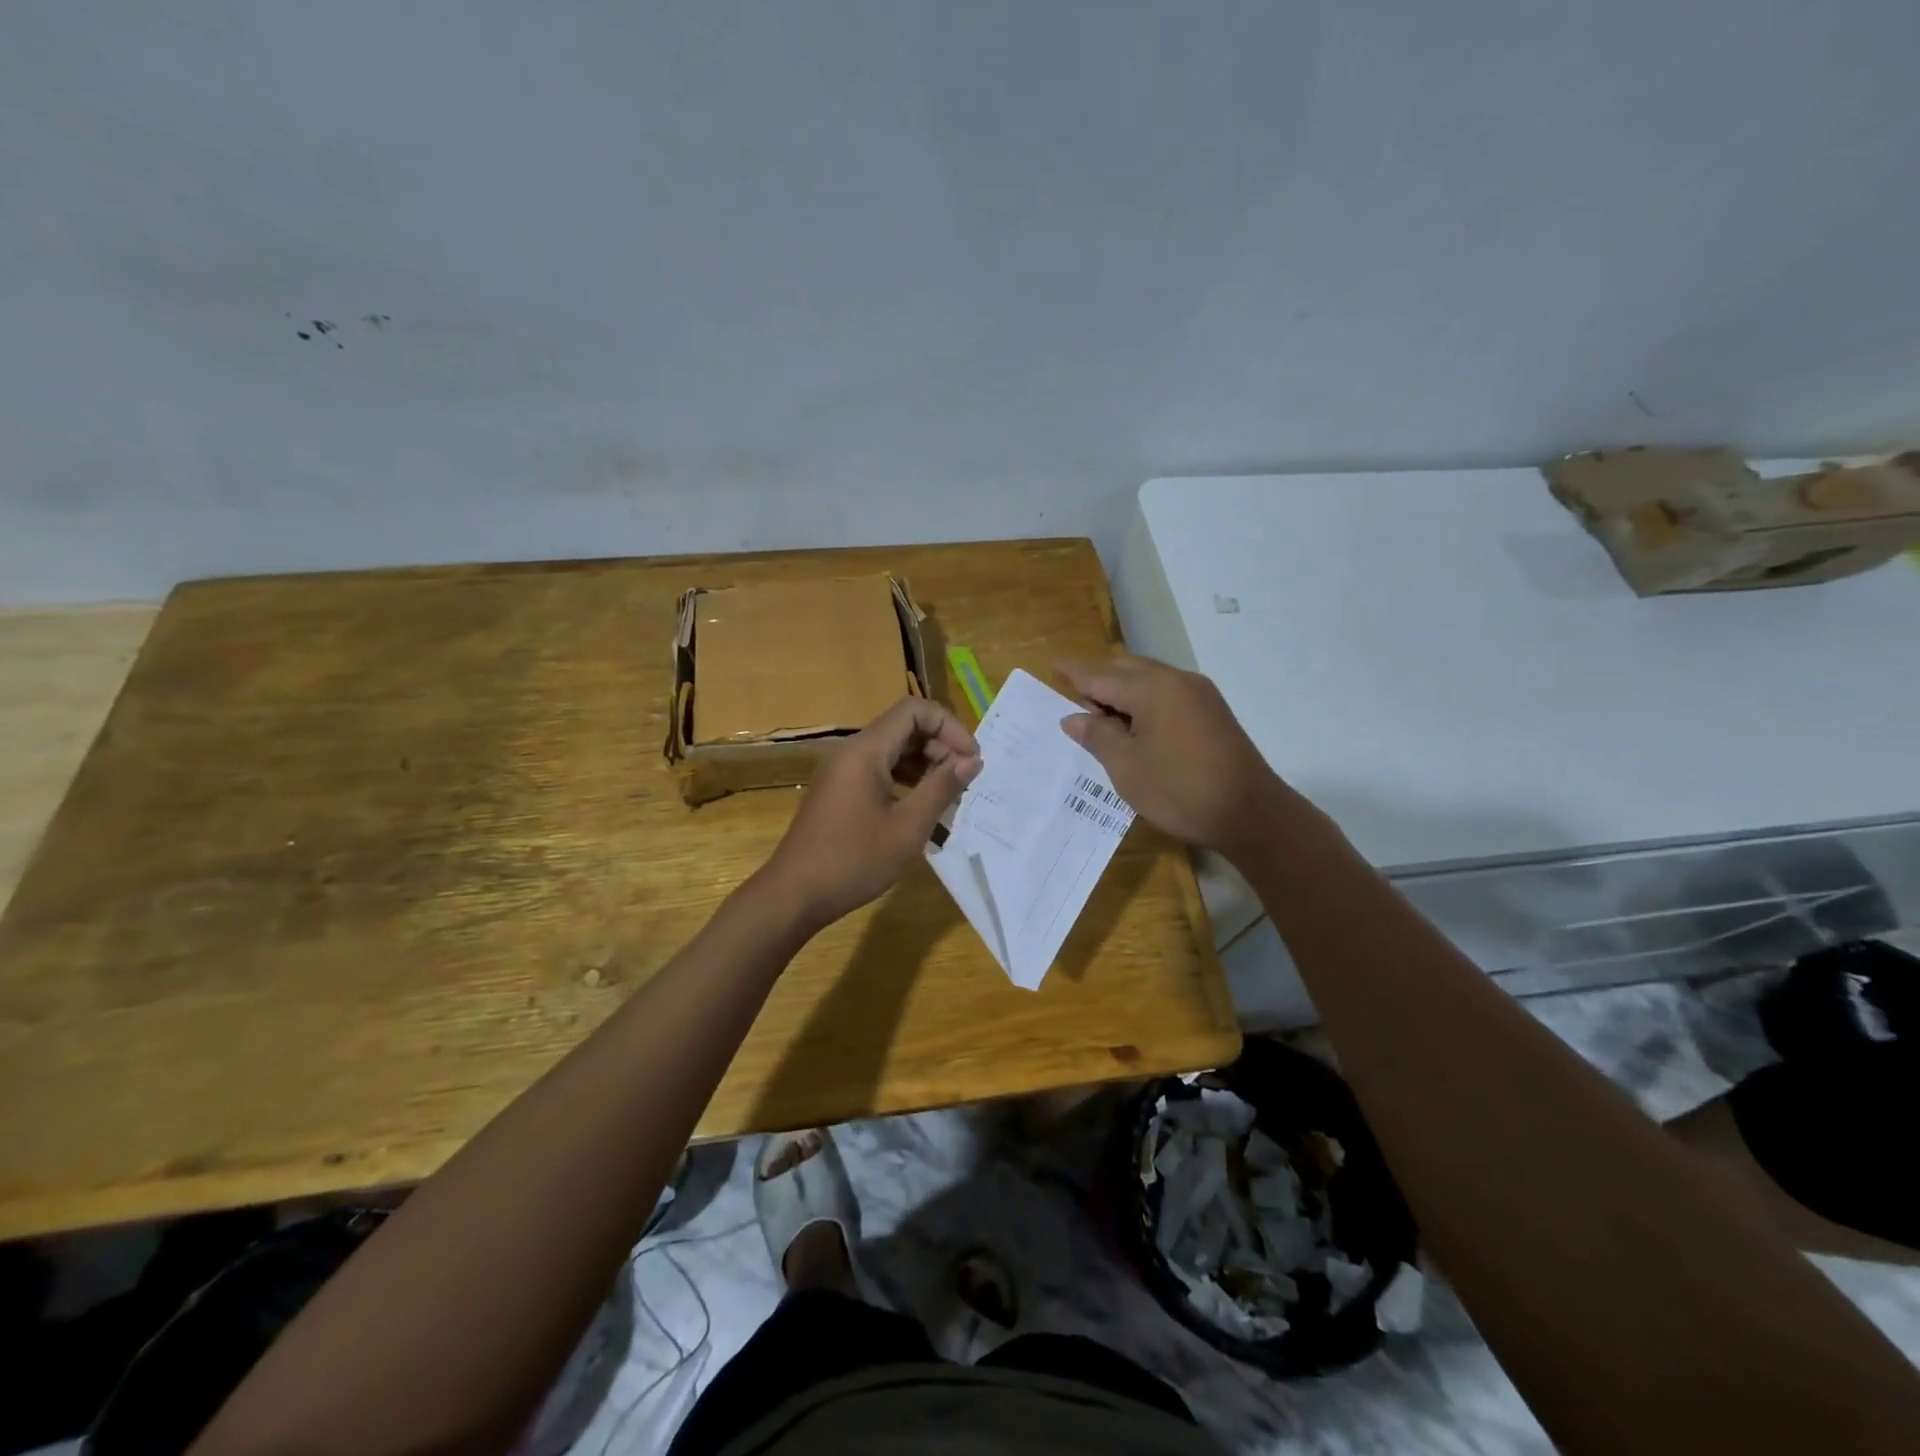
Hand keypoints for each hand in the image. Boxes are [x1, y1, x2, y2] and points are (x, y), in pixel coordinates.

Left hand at [761, 697, 981, 928]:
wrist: (795, 895)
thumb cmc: (854, 860)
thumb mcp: (908, 827)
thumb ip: (942, 788)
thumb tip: (972, 760)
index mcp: (865, 751)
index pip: (914, 710)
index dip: (949, 726)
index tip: (971, 758)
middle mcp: (851, 752)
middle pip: (904, 727)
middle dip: (940, 745)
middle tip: (964, 779)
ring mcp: (842, 771)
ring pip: (892, 749)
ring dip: (925, 763)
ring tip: (948, 793)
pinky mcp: (839, 790)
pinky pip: (879, 769)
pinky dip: (905, 779)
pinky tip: (921, 806)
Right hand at [1057, 655, 1297, 860]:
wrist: (1250, 813)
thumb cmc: (1179, 790)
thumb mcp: (1126, 767)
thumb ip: (1097, 736)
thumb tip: (1073, 717)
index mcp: (1152, 688)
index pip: (1100, 675)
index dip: (1074, 672)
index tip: (1053, 666)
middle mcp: (1177, 680)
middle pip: (1126, 669)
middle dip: (1098, 680)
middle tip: (1075, 702)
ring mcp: (1199, 694)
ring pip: (1149, 679)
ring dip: (1122, 691)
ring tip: (1102, 719)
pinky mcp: (1212, 712)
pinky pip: (1167, 693)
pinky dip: (1144, 700)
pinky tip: (1135, 726)